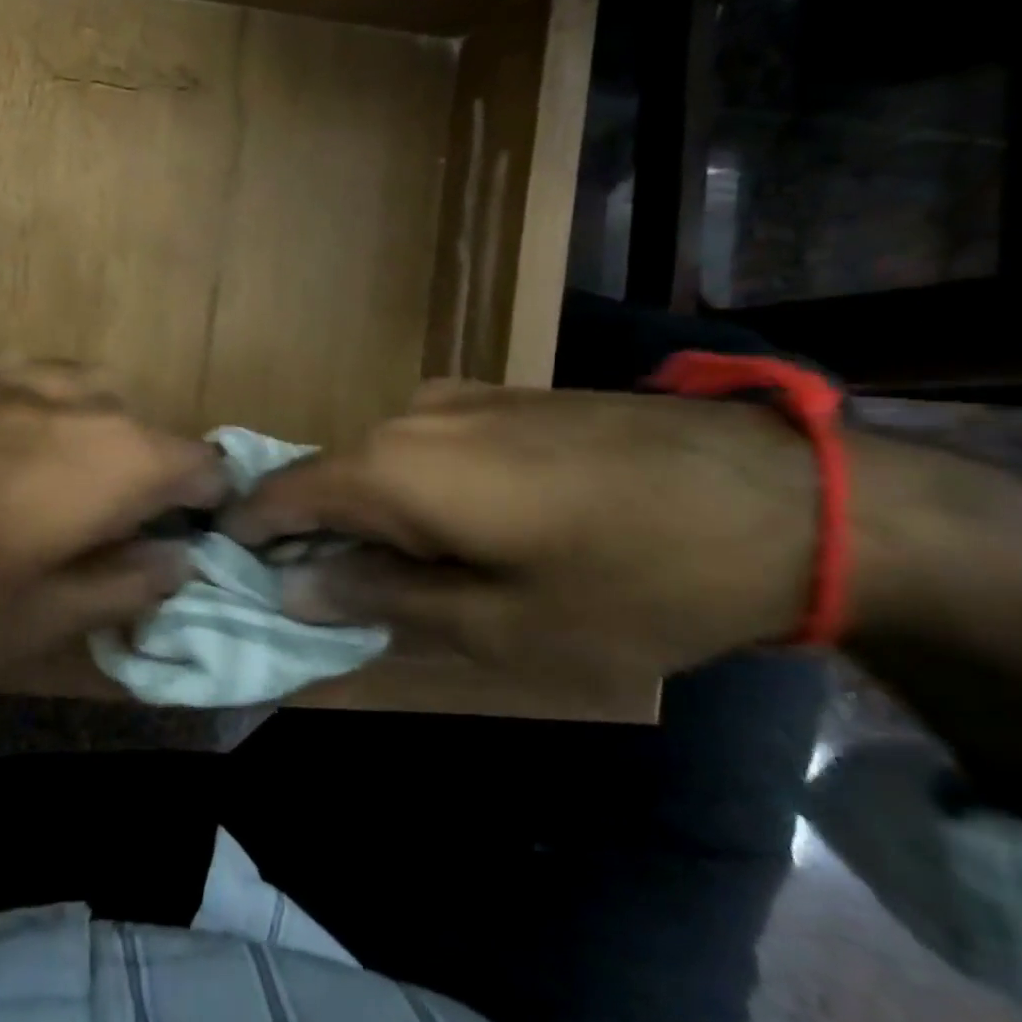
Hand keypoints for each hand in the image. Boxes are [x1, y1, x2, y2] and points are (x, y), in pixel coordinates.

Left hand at [0, 365, 227, 687]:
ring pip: (79, 400)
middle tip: (104, 548)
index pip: (203, 464)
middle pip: (142, 428)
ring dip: (86, 448)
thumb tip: (177, 563)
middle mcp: (68, 396)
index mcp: (111, 454)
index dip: (206, 510)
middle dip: (143, 483)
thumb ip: (120, 590)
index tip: (181, 554)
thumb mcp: (24, 628)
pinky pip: (15, 392)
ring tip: (44, 510)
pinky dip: (26, 428)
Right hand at [221, 382, 818, 690]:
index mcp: (392, 467)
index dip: (248, 536)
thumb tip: (295, 584)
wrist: (787, 497)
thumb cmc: (634, 580)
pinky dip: (414, 492)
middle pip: (327, 477)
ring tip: (404, 576)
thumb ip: (382, 598)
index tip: (235, 578)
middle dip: (313, 536)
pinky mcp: (501, 396)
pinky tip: (463, 531)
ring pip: (377, 462)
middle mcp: (408, 416)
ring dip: (370, 516)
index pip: (279, 494)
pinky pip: (425, 447)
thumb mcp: (500, 624)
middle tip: (327, 601)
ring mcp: (458, 398)